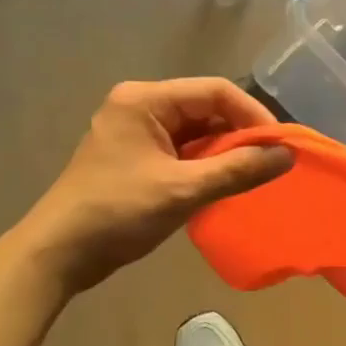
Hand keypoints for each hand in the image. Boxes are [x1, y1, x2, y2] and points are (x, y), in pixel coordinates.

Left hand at [20, 78, 292, 293]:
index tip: (280, 146)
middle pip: (206, 109)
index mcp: (146, 100)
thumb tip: (287, 156)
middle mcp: (141, 106)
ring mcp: (137, 132)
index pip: (216, 91)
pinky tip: (224, 186)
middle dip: (241, 135)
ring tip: (253, 177)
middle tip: (271, 165)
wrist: (58, 254)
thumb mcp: (182, 191)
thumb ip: (237, 170)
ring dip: (225, 153)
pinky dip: (206, 166)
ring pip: (197, 132)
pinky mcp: (137, 157)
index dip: (253, 115)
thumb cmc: (117, 213)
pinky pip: (183, 151)